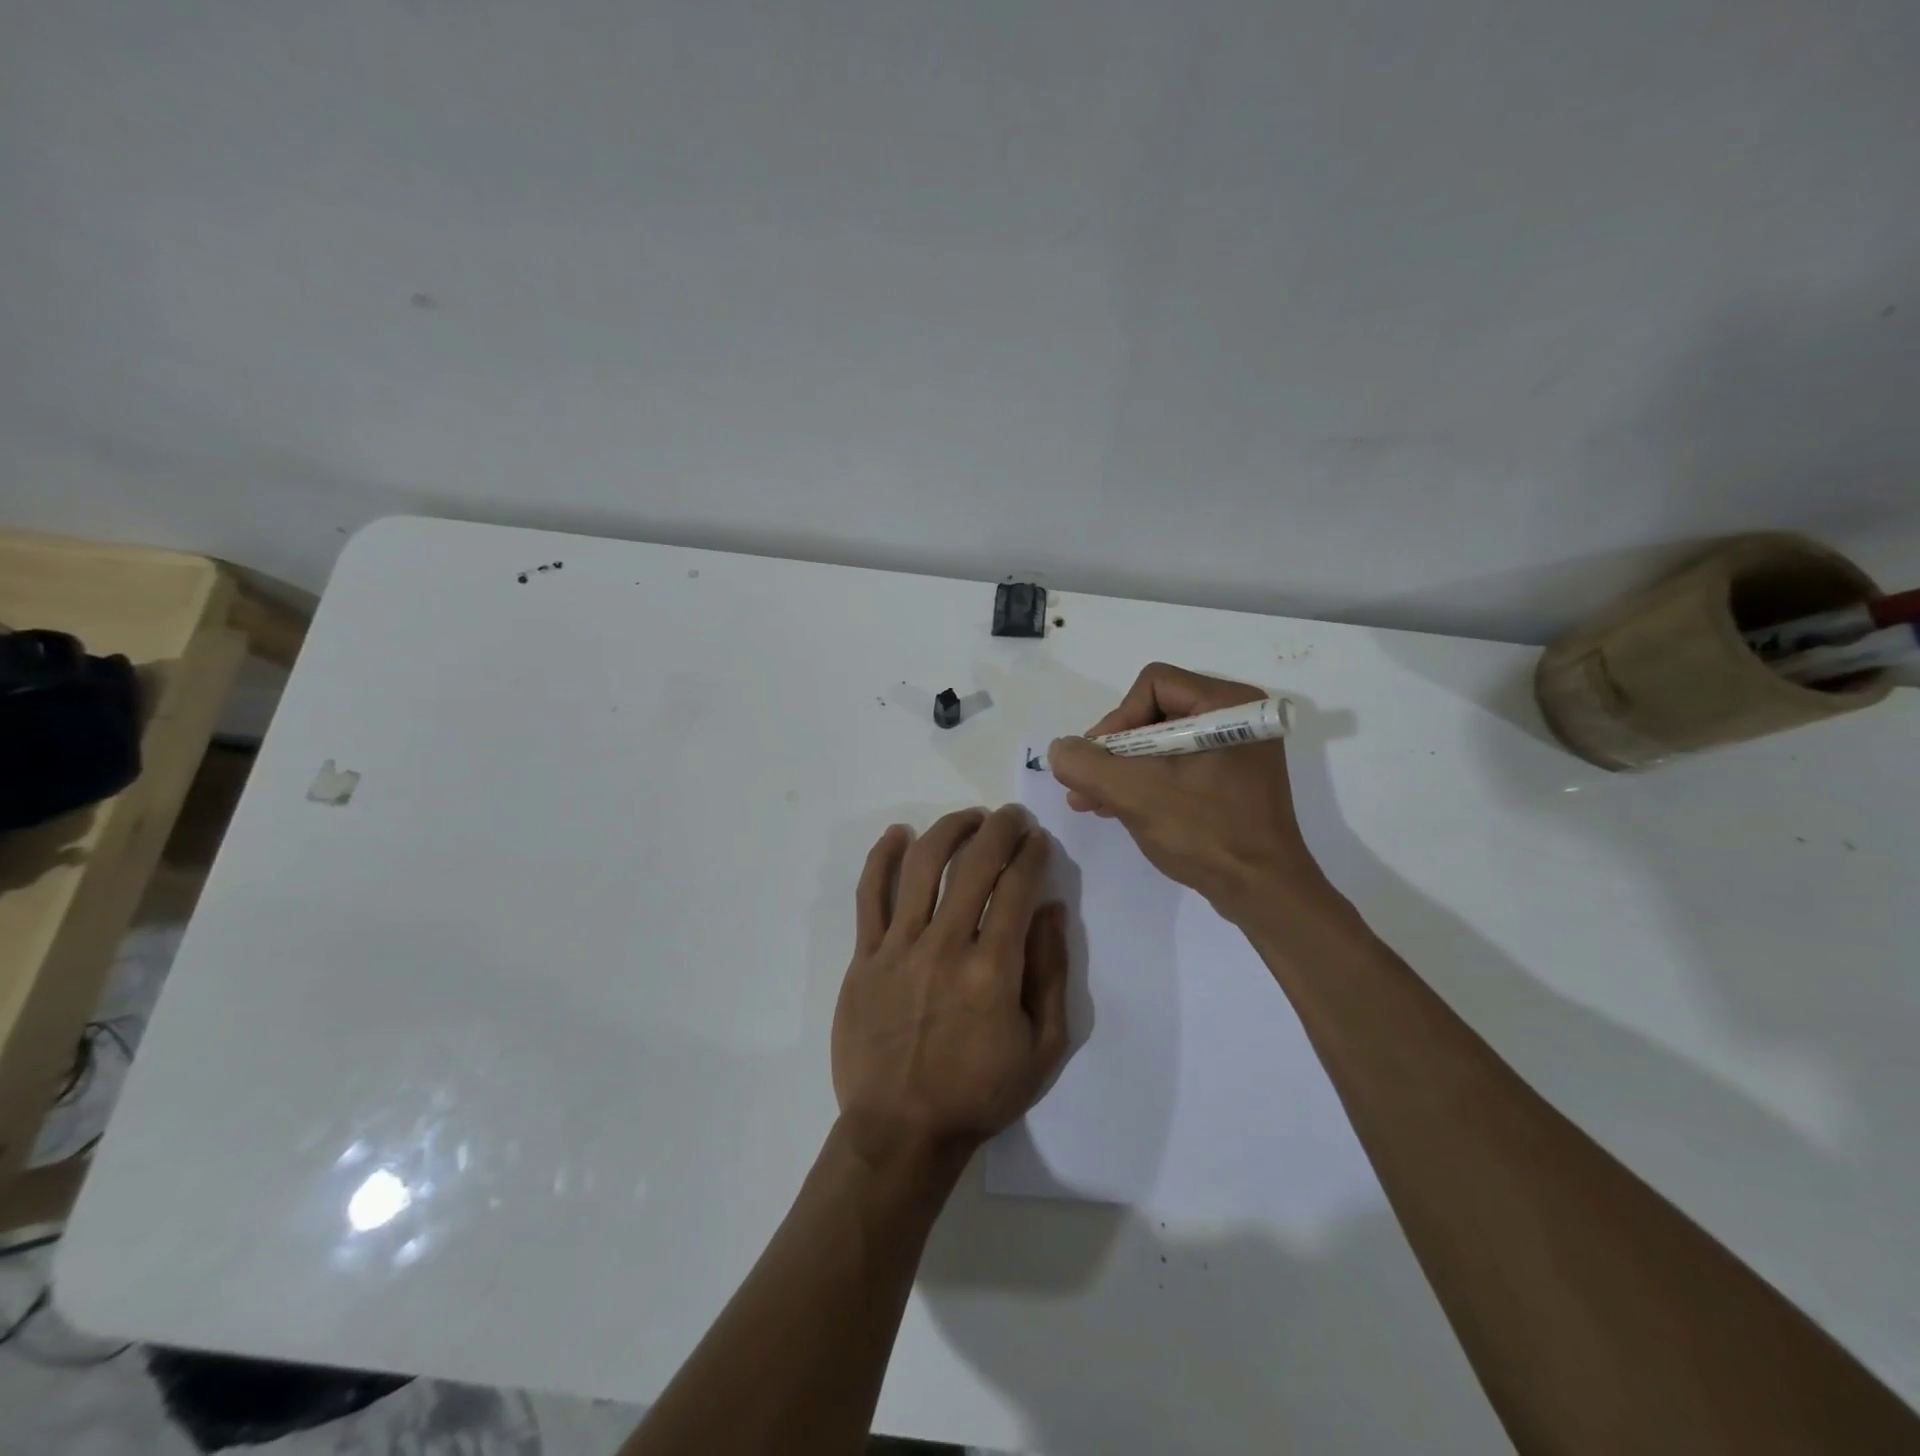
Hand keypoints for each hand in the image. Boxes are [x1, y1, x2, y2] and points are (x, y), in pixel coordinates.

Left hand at [832, 806, 1069, 1170]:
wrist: (901, 1131)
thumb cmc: (979, 1094)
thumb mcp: (1042, 1048)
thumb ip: (1052, 973)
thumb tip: (1051, 909)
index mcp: (993, 969)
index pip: (1017, 887)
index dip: (1032, 853)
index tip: (1039, 840)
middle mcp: (945, 945)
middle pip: (974, 864)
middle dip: (1000, 829)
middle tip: (1011, 817)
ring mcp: (898, 947)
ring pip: (922, 866)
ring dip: (949, 830)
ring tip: (969, 818)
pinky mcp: (864, 957)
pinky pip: (869, 895)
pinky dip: (881, 857)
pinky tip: (897, 834)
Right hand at [1046, 662, 1338, 922]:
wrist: (1263, 892)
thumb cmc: (1205, 833)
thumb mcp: (1135, 794)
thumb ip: (1087, 765)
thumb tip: (1059, 749)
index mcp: (1227, 705)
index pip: (1153, 685)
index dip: (1117, 719)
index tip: (1099, 761)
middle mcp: (1236, 717)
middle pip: (1154, 712)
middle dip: (1113, 750)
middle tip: (1085, 783)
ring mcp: (1236, 749)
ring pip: (1161, 741)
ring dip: (1122, 769)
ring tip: (1088, 799)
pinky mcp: (1231, 778)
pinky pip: (1177, 764)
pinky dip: (1145, 781)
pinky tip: (1113, 806)